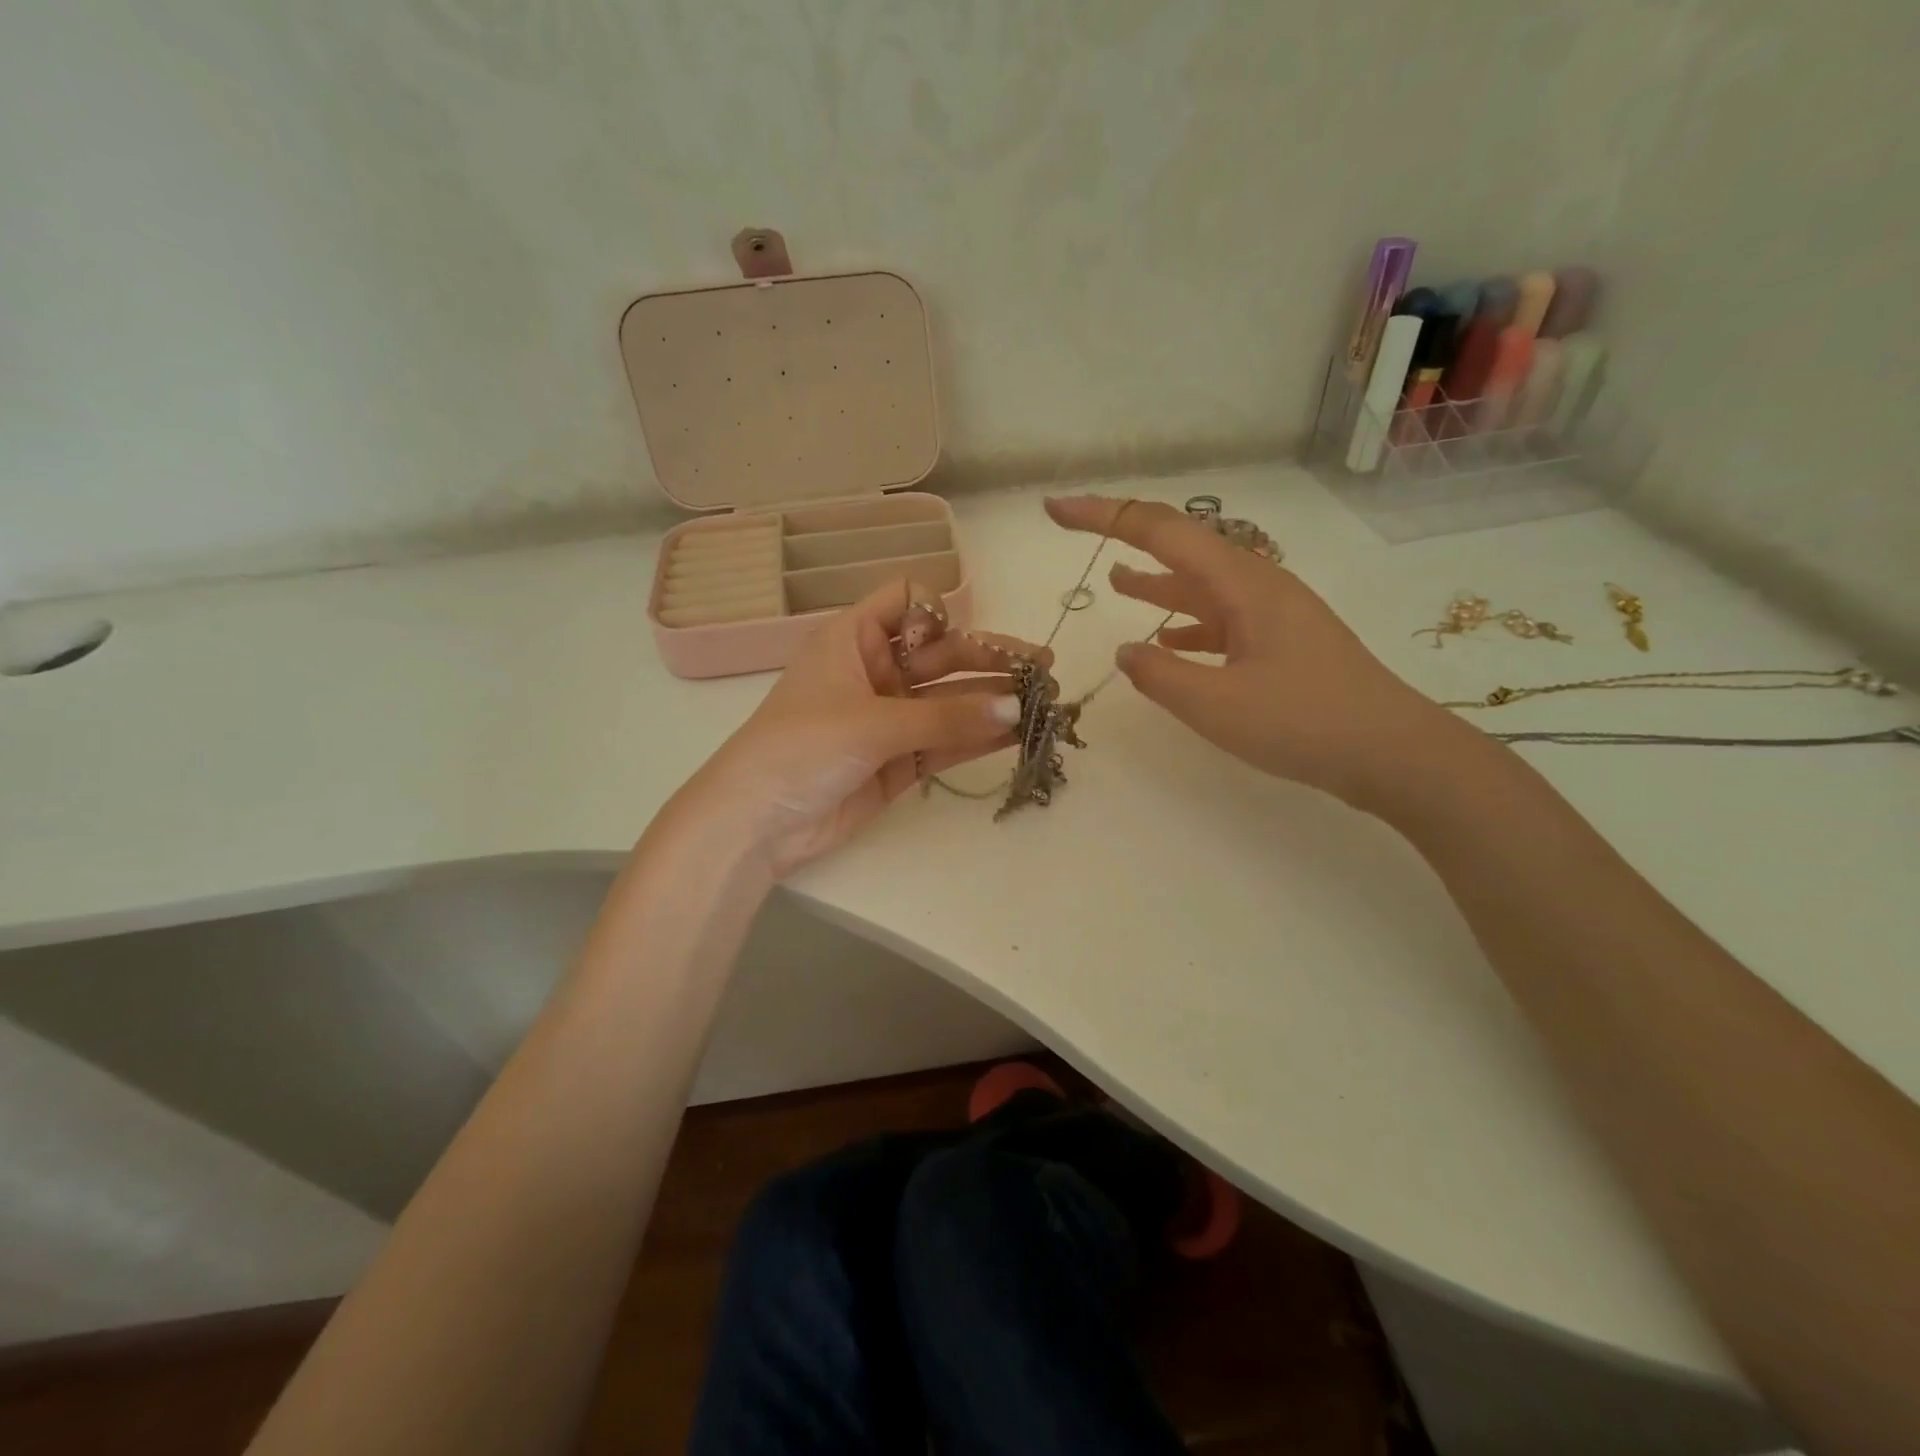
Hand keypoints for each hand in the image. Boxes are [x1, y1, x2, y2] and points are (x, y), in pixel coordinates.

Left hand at [671, 581, 1042, 875]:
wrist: (756, 824)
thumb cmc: (801, 748)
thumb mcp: (871, 723)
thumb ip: (945, 719)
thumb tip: (1014, 710)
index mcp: (853, 639)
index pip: (904, 601)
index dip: (939, 612)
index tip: (965, 637)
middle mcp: (875, 672)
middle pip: (941, 656)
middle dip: (989, 661)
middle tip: (1042, 669)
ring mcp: (888, 719)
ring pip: (948, 702)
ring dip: (991, 702)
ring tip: (1043, 701)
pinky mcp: (897, 762)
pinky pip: (944, 742)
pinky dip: (976, 739)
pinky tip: (1016, 733)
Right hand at [1045, 495, 1449, 810]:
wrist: (1393, 753)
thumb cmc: (1305, 724)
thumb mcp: (1217, 705)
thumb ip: (1159, 675)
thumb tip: (1126, 651)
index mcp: (1242, 584)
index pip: (1160, 531)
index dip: (1103, 515)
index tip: (1056, 508)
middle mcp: (1257, 585)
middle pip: (1181, 545)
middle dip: (1125, 536)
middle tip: (1076, 529)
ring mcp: (1272, 613)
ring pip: (1200, 584)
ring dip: (1156, 580)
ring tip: (1114, 582)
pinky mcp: (1280, 643)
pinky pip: (1220, 620)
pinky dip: (1186, 624)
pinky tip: (1167, 643)